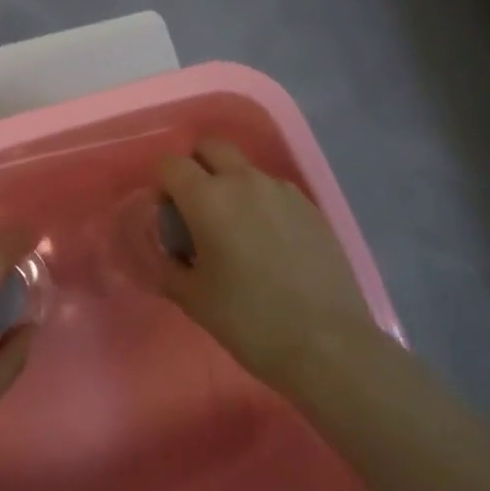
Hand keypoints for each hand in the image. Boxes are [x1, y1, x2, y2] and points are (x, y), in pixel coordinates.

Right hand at [157, 138, 378, 390]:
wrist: (327, 344)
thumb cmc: (249, 321)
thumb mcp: (192, 298)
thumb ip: (167, 265)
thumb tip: (165, 250)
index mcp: (208, 198)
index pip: (171, 164)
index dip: (162, 184)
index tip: (167, 215)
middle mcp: (244, 181)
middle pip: (211, 146)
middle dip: (197, 165)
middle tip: (197, 207)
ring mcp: (282, 190)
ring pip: (245, 168)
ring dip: (231, 185)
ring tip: (237, 231)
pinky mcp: (311, 207)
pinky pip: (274, 190)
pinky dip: (262, 203)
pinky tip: (269, 244)